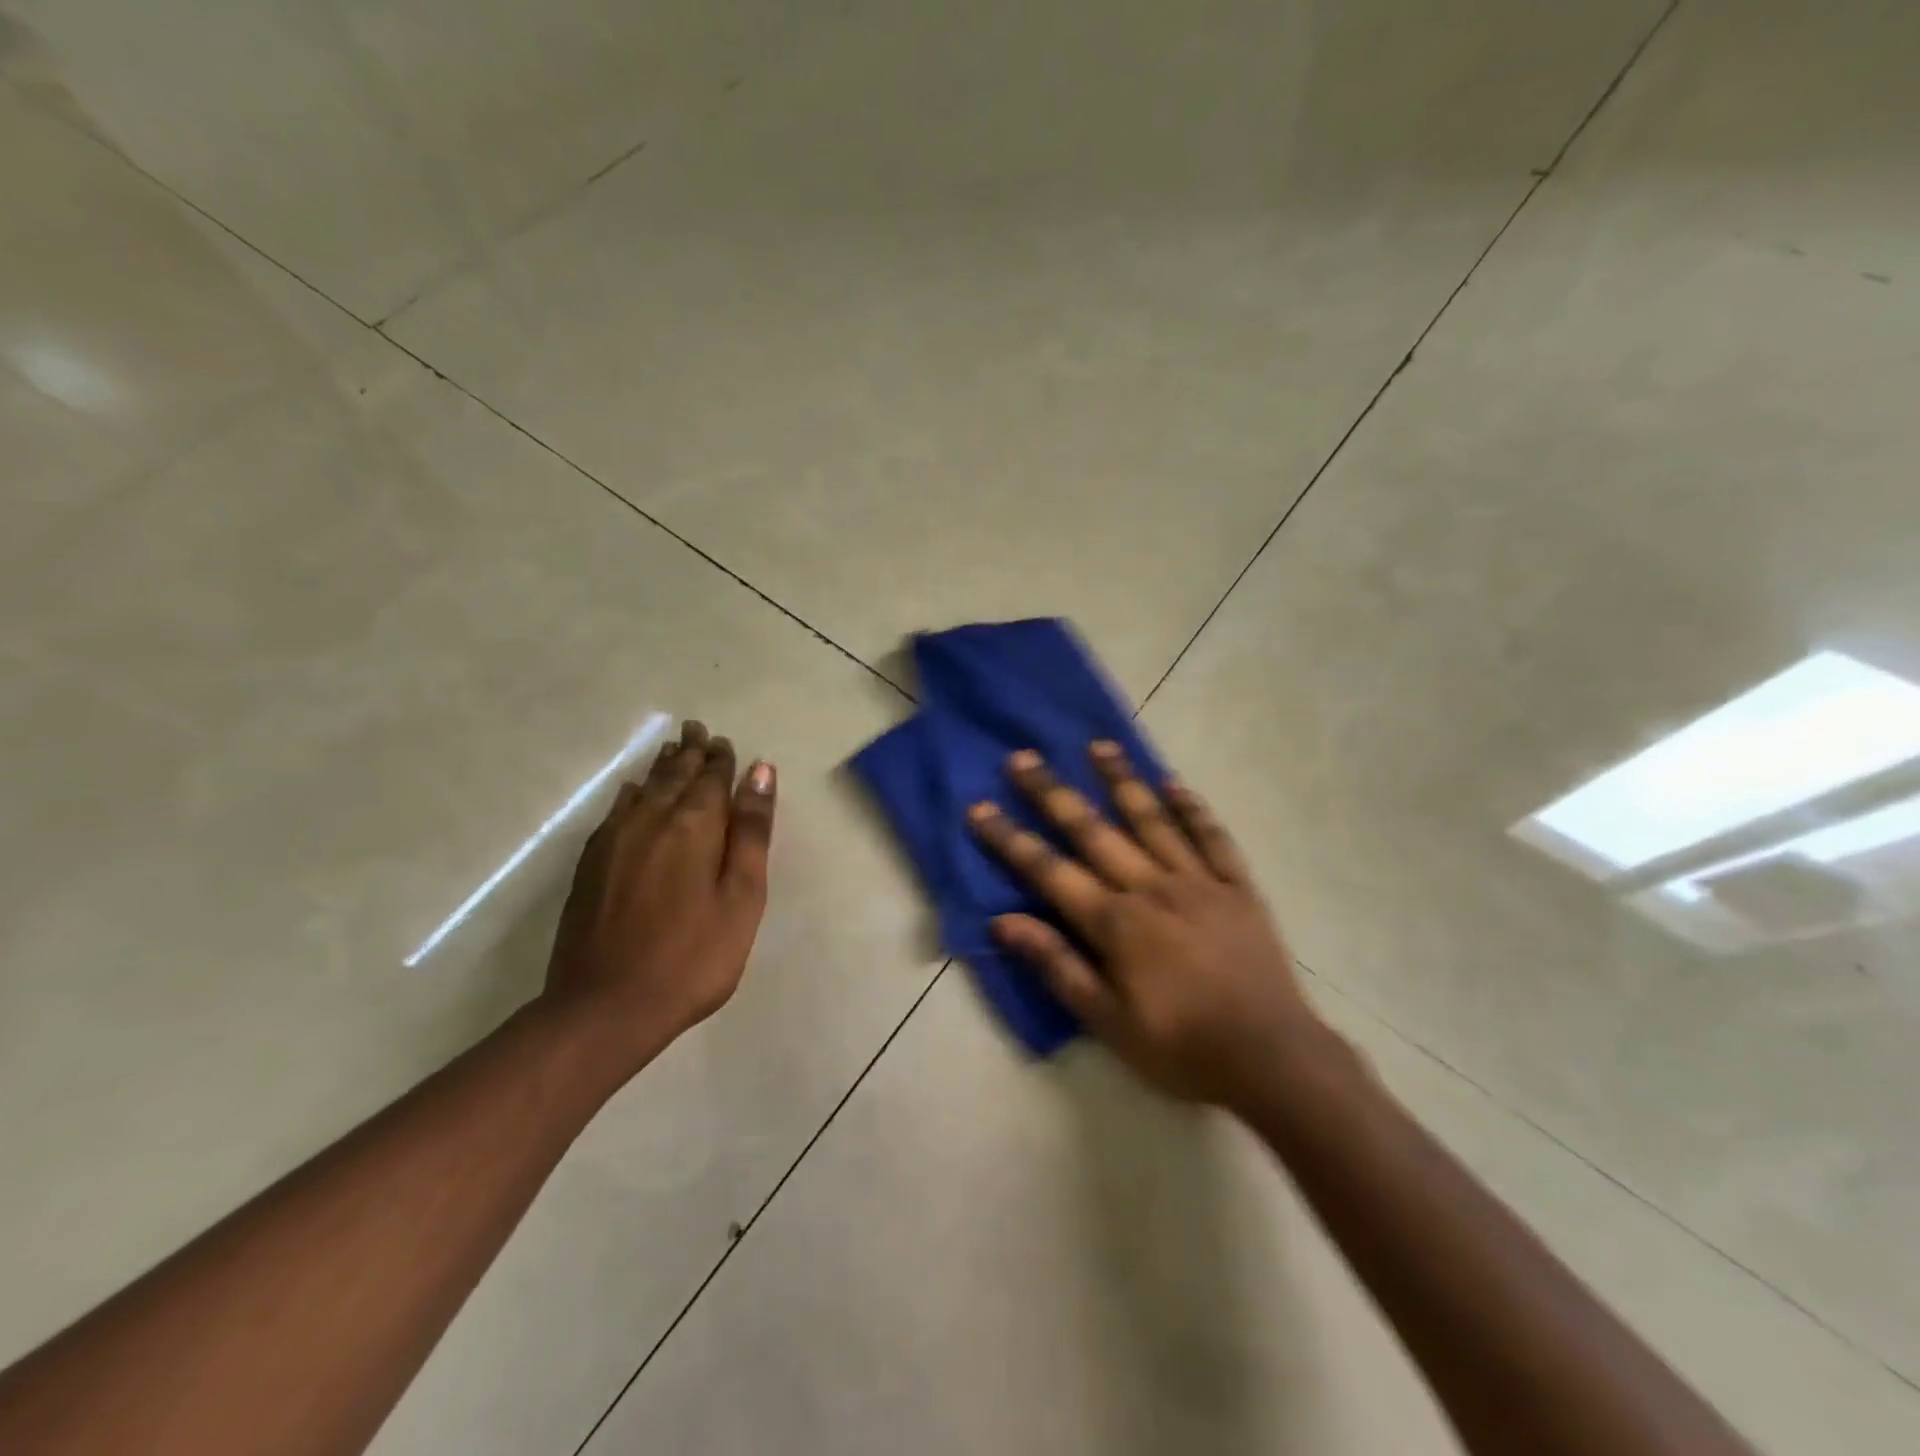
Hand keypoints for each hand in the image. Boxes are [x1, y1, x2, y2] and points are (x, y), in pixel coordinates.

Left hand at [541, 720, 775, 1079]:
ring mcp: (615, 839)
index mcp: (695, 824)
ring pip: (644, 787)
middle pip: (675, 774)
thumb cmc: (693, 956)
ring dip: (662, 766)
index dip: (720, 758)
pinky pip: (617, 810)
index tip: (724, 742)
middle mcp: (652, 818)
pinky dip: (632, 793)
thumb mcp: (742, 896)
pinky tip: (633, 792)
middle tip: (697, 730)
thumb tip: (760, 772)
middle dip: (690, 751)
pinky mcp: (592, 863)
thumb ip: (751, 831)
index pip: (711, 777)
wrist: (606, 1007)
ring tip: (672, 749)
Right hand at [968, 742, 1317, 1109]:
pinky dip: (1193, 808)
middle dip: (1053, 793)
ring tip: (1098, 746)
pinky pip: (1213, 837)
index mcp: (1116, 922)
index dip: (1010, 840)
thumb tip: (1003, 922)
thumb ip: (1056, 965)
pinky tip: (1174, 784)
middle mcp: (1151, 887)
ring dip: (1122, 781)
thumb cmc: (1181, 1047)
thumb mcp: (1107, 1022)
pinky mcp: (1237, 887)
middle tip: (1024, 757)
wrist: (1272, 1059)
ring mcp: (1198, 881)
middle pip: (1093, 831)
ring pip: (1152, 820)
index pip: (1049, 871)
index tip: (980, 808)